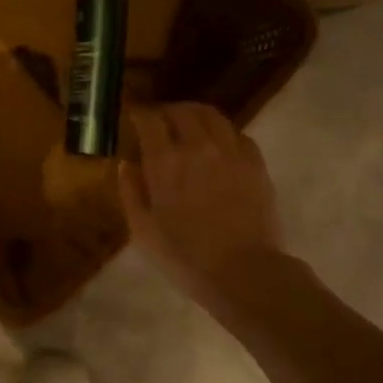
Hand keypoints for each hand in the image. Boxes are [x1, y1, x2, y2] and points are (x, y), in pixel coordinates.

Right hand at [120, 103, 283, 302]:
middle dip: (168, 111)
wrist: (242, 272)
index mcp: (165, 161)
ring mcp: (231, 151)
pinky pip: (238, 134)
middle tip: (161, 122)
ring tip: (190, 125)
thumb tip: (127, 164)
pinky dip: (223, 132)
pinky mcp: (256, 163)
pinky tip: (219, 145)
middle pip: (182, 111)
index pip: (150, 120)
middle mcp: (198, 146)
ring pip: (213, 115)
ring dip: (196, 115)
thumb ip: (130, 192)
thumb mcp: (143, 230)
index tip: (135, 118)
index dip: (140, 114)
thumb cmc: (185, 256)